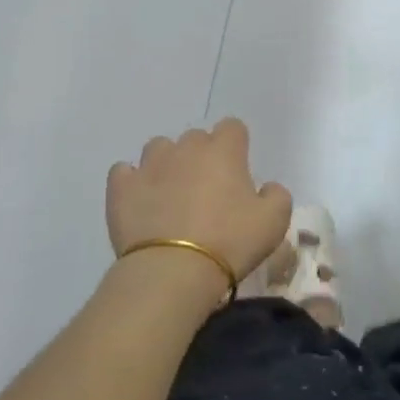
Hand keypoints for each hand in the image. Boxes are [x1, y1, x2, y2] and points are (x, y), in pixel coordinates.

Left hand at [107, 119, 291, 283]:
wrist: (172, 271)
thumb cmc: (230, 242)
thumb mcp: (275, 222)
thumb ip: (277, 195)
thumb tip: (267, 187)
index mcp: (224, 151)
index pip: (233, 127)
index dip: (236, 146)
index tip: (238, 171)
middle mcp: (186, 148)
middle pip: (196, 138)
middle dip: (202, 157)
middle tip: (208, 191)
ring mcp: (149, 165)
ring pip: (159, 148)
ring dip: (167, 164)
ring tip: (172, 194)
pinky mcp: (121, 187)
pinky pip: (124, 172)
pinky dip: (132, 181)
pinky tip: (140, 201)